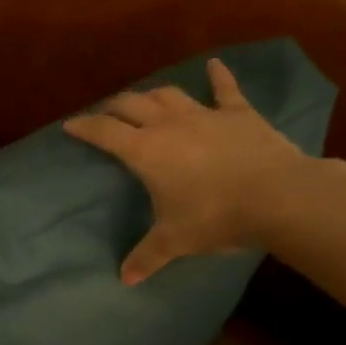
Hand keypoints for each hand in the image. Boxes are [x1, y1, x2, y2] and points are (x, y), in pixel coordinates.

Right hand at [64, 58, 309, 283]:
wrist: (276, 196)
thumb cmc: (214, 217)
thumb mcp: (175, 241)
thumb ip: (147, 256)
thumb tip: (124, 279)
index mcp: (145, 151)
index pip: (105, 132)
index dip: (84, 127)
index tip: (69, 125)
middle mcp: (168, 125)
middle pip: (132, 104)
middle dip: (113, 107)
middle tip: (105, 115)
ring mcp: (205, 114)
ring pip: (168, 95)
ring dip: (151, 95)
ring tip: (143, 100)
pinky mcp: (238, 112)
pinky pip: (224, 88)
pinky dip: (217, 75)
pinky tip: (213, 64)